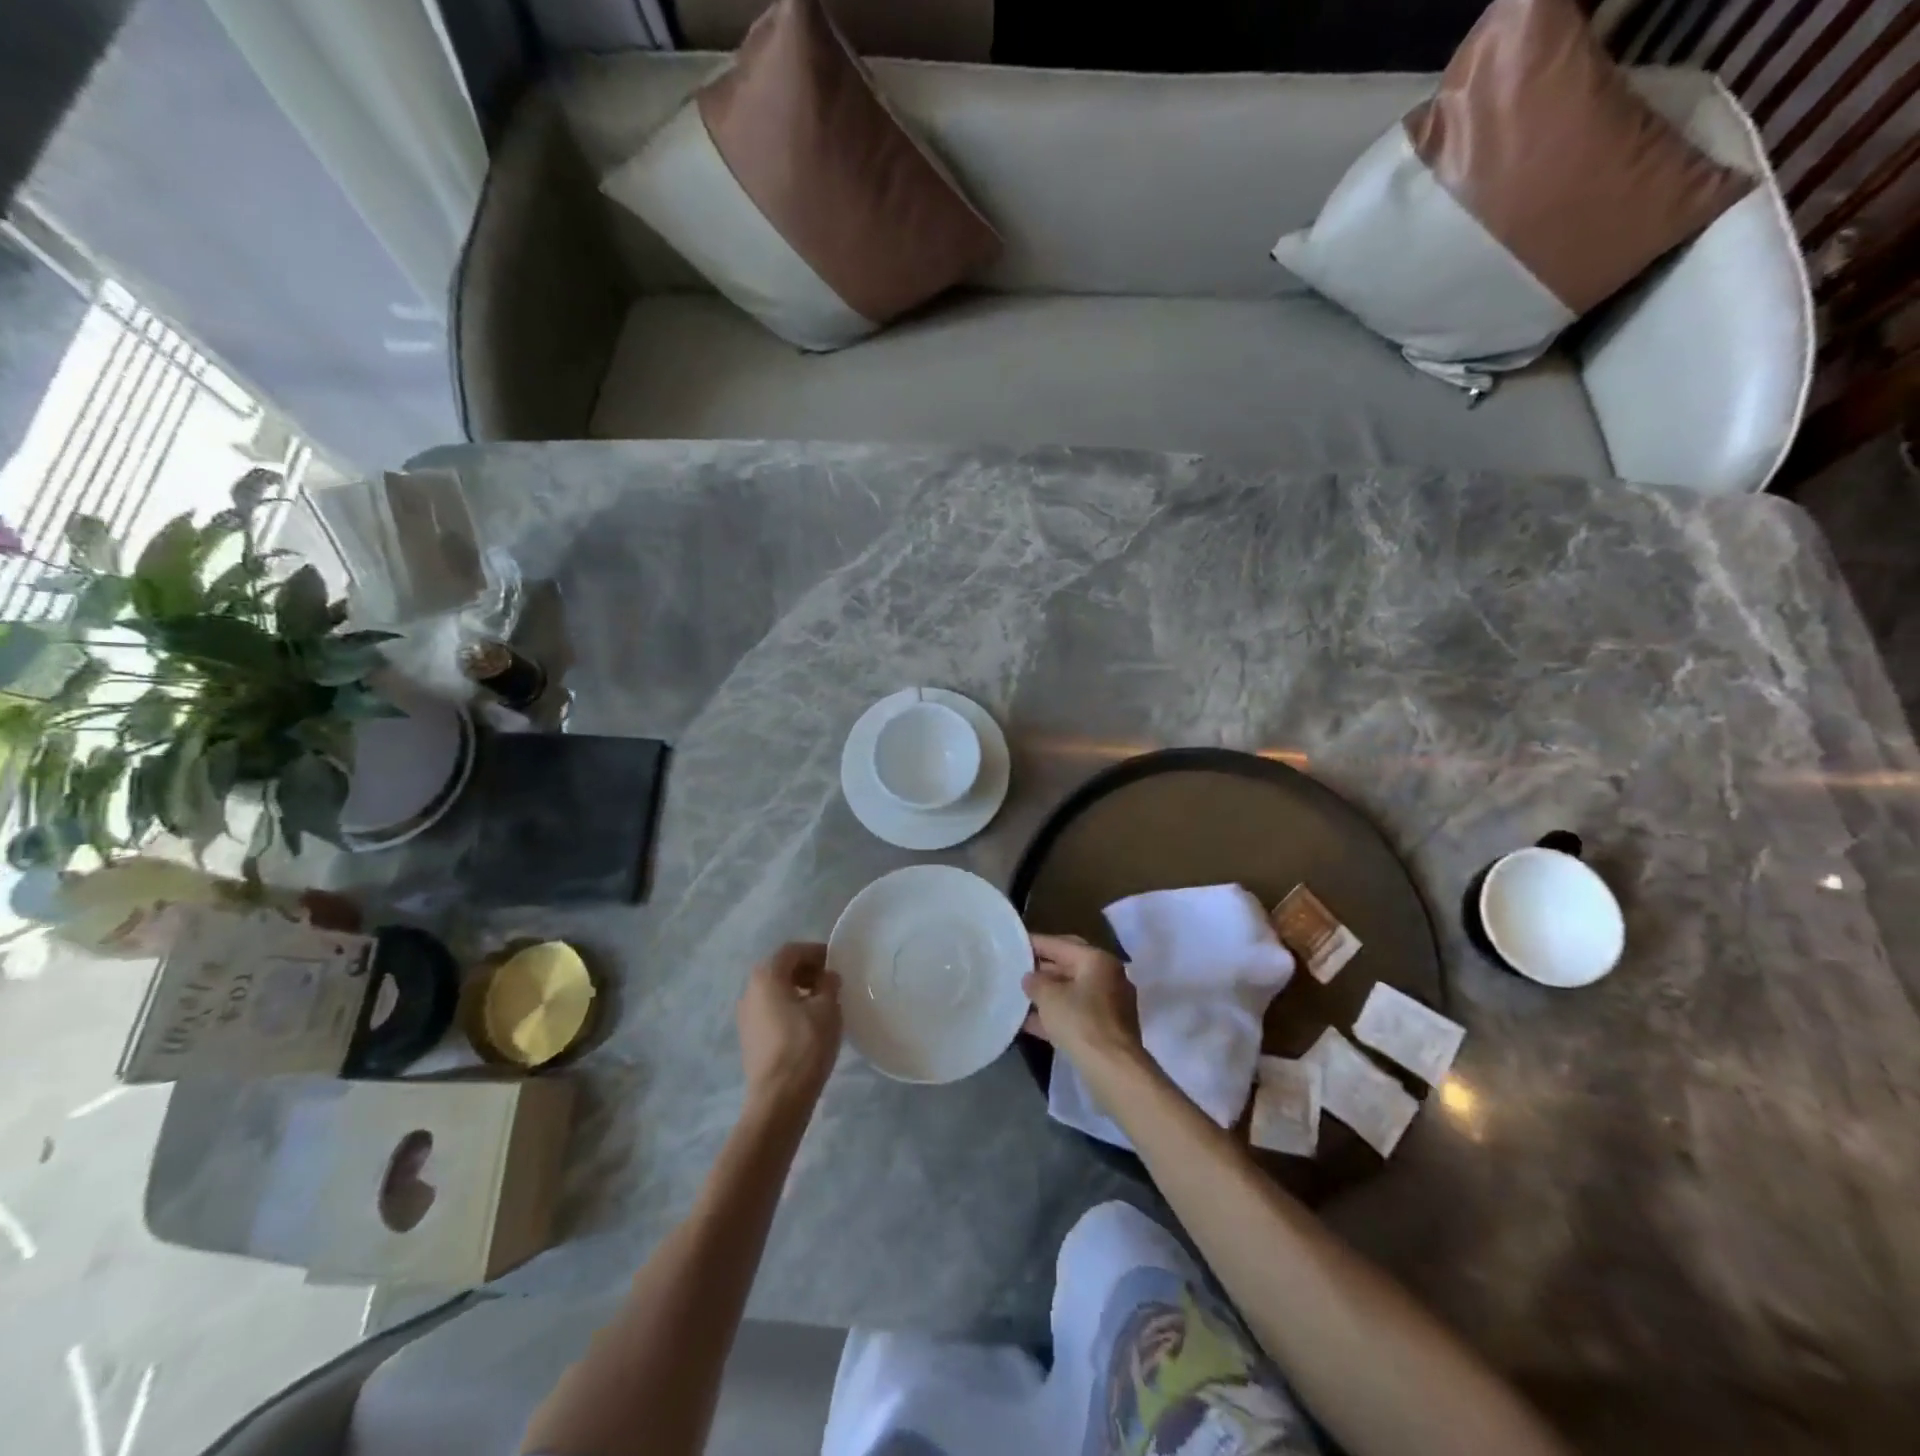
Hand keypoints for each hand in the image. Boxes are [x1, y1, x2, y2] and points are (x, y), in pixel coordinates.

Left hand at [738, 942, 841, 1109]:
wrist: (778, 1098)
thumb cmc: (805, 1045)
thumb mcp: (828, 1008)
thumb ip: (829, 984)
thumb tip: (827, 977)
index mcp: (766, 977)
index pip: (791, 951)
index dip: (815, 952)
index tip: (835, 962)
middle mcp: (749, 991)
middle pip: (779, 969)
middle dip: (806, 970)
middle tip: (830, 981)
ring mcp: (745, 1016)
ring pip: (774, 991)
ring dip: (797, 989)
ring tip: (822, 1003)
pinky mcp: (749, 1037)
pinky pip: (770, 1010)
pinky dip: (788, 1007)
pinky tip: (807, 1023)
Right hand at [1023, 934, 1143, 1073]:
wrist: (1113, 1069)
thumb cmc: (1081, 1022)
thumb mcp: (1049, 997)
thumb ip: (1035, 982)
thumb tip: (1030, 978)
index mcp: (1098, 960)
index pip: (1061, 944)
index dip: (1036, 943)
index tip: (1015, 943)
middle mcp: (1109, 977)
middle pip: (1069, 967)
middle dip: (1042, 969)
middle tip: (1016, 969)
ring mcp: (1111, 1005)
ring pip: (1072, 992)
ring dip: (1048, 995)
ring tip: (1020, 996)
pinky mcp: (1108, 1030)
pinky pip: (1077, 1014)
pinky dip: (1056, 1015)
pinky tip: (1031, 1022)